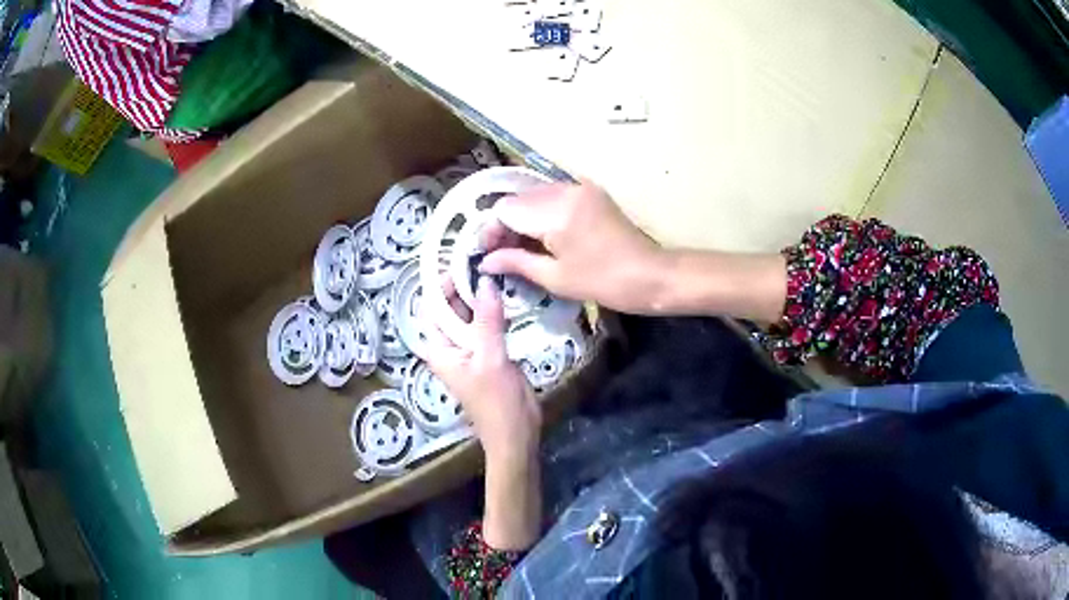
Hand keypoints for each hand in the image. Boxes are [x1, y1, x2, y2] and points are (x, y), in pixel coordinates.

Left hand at [421, 276, 542, 549]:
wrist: (515, 433)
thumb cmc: (496, 401)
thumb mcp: (491, 358)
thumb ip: (488, 320)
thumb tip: (486, 282)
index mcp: (439, 348)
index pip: (432, 307)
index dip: (442, 283)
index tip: (462, 261)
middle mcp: (449, 345)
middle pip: (450, 308)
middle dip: (463, 286)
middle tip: (485, 259)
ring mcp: (469, 349)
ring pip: (470, 315)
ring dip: (480, 296)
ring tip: (497, 270)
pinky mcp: (488, 353)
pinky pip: (486, 325)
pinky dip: (493, 310)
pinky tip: (507, 294)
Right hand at [479, 181, 667, 313]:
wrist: (651, 275)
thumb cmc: (603, 282)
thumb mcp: (555, 277)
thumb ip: (516, 262)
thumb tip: (485, 261)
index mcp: (555, 211)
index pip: (505, 209)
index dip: (491, 231)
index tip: (488, 254)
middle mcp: (564, 190)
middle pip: (518, 199)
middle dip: (505, 224)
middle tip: (501, 253)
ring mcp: (579, 187)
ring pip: (534, 196)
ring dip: (522, 218)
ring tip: (521, 247)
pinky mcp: (590, 191)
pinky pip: (554, 196)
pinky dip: (541, 213)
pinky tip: (543, 236)